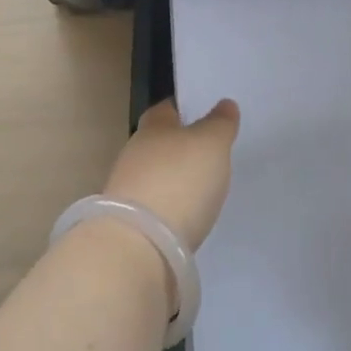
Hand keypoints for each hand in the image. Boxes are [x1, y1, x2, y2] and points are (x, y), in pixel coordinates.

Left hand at [102, 98, 239, 249]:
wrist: (138, 246)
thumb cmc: (179, 180)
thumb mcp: (211, 144)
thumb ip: (219, 123)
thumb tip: (224, 104)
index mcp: (153, 127)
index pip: (166, 109)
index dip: (183, 110)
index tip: (201, 114)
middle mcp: (134, 153)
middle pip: (158, 143)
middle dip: (179, 147)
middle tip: (206, 153)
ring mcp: (126, 190)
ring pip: (154, 175)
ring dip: (172, 180)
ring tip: (200, 188)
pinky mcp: (128, 225)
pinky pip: (153, 207)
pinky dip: (168, 208)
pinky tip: (185, 217)